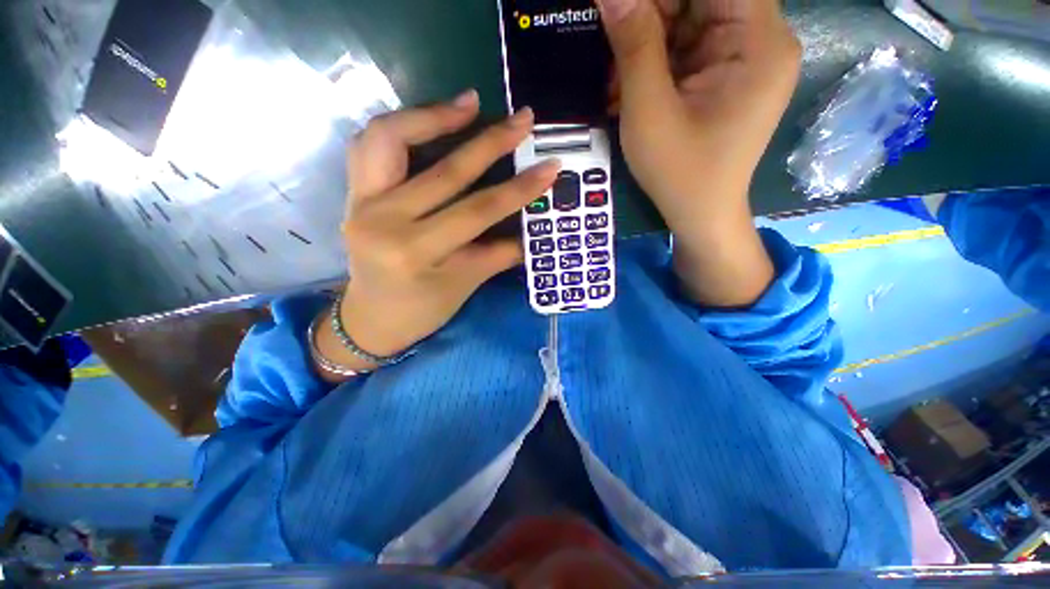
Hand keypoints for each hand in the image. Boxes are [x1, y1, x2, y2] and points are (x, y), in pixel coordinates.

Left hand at [314, 92, 559, 376]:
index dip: (517, 189)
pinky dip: (400, 126)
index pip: (476, 211)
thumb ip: (500, 252)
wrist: (371, 318)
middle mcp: (383, 221)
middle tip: (521, 120)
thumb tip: (533, 228)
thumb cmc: (422, 310)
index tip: (550, 167)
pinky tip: (427, 120)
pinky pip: (370, 145)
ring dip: (434, 115)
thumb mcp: (466, 284)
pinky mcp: (352, 194)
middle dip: (490, 143)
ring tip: (470, 103)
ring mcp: (360, 202)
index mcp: (415, 253)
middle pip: (444, 172)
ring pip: (391, 138)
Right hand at [598, 0, 801, 305]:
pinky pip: (687, 50)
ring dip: (647, 45)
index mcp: (759, 42)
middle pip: (701, 0)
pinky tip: (629, 89)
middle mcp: (760, 41)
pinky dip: (655, 64)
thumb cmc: (679, 172)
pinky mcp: (725, 78)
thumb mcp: (650, 111)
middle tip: (612, 47)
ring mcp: (743, 60)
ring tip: (616, 81)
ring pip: (689, 23)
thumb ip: (634, 45)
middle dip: (650, 17)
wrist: (699, 215)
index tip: (623, 9)